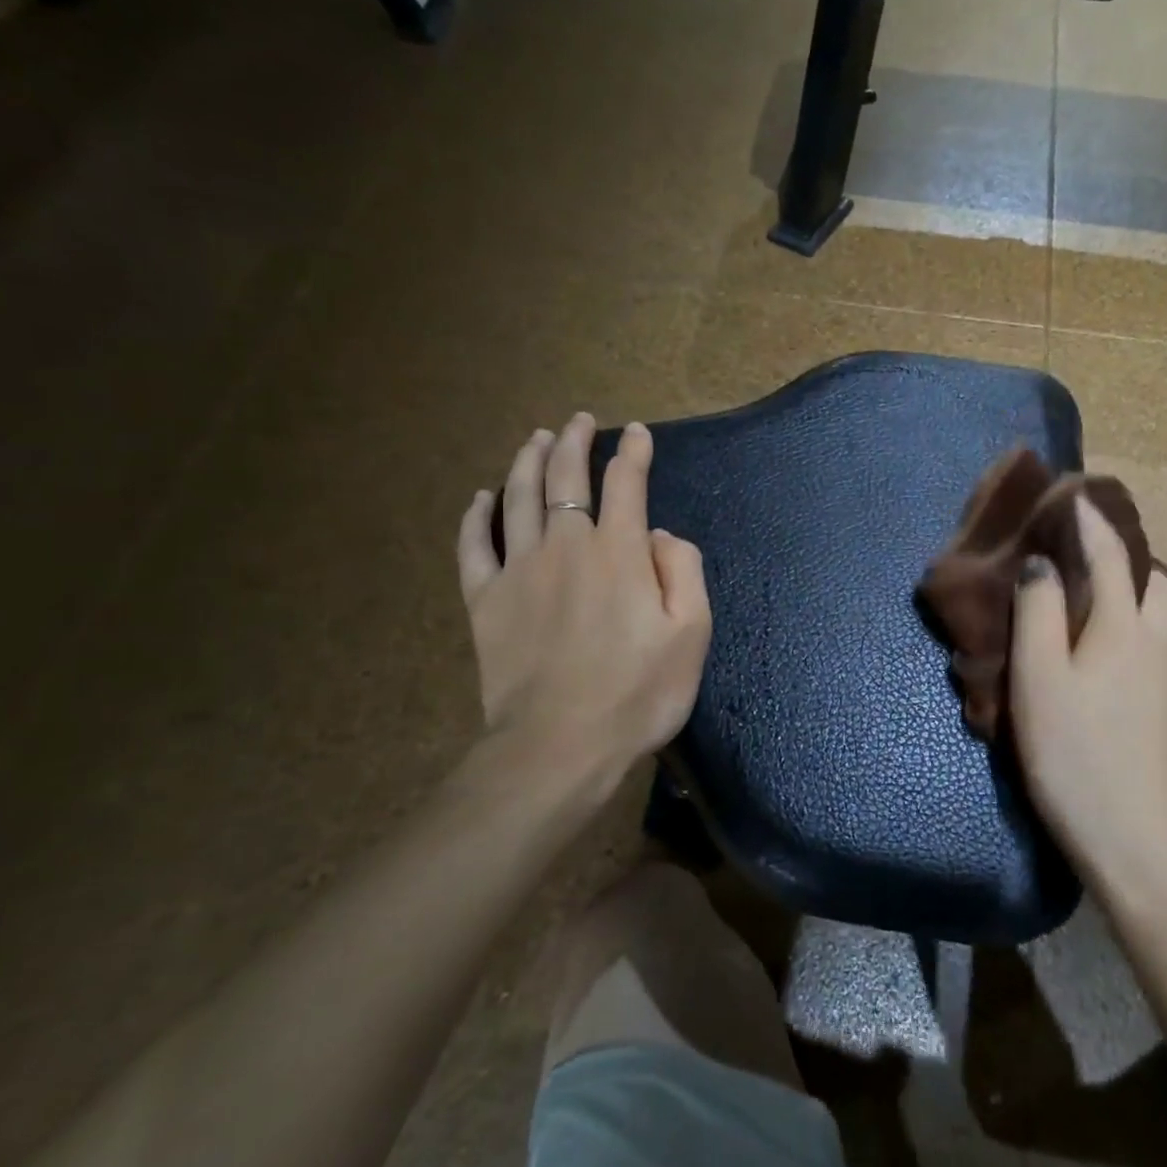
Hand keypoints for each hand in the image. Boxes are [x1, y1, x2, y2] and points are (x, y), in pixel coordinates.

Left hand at [456, 413, 711, 803]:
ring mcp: (519, 570)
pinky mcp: (485, 601)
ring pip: (520, 499)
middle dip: (575, 443)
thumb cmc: (638, 692)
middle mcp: (566, 546)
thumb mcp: (691, 633)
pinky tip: (481, 499)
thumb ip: (683, 571)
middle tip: (579, 421)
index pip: (627, 483)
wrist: (560, 745)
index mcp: (619, 552)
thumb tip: (659, 536)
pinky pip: (474, 547)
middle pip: (566, 478)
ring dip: (529, 462)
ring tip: (536, 439)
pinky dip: (477, 518)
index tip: (638, 433)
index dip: (634, 453)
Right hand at [1009, 497, 1166, 891]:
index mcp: (1124, 627)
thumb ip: (1038, 614)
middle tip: (1082, 549)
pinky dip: (1145, 621)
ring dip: (1136, 587)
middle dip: (1121, 552)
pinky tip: (1123, 645)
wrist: (1144, 841)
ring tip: (1101, 591)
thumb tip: (1041, 564)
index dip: (1091, 522)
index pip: (1111, 555)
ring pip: (1164, 611)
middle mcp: (1162, 640)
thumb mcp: (1038, 681)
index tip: (1075, 495)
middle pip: (1150, 577)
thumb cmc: (1077, 756)